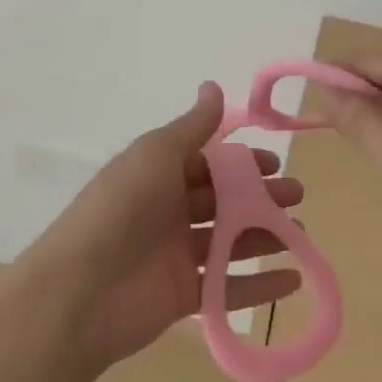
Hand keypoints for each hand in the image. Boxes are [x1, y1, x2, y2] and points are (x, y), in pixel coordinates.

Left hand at [18, 83, 304, 370]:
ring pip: (230, 241)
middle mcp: (169, 210)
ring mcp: (176, 254)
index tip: (275, 163)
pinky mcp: (184, 296)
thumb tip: (212, 85)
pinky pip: (228, 287)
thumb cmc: (122, 207)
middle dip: (261, 196)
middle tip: (297, 197)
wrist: (79, 290)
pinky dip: (260, 285)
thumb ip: (192, 126)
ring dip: (266, 235)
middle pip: (224, 201)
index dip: (242, 162)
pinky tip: (293, 280)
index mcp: (160, 174)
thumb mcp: (157, 154)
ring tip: (301, 233)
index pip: (209, 162)